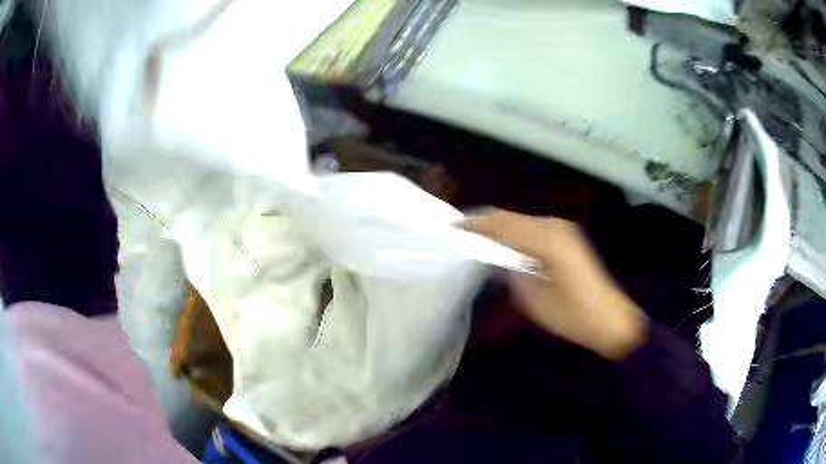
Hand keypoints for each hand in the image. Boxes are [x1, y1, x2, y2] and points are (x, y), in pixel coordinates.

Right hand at [465, 209, 646, 360]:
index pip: (503, 225)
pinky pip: (532, 228)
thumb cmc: (573, 316)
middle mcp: (555, 226)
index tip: (451, 228)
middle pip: (510, 217)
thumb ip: (512, 273)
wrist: (611, 320)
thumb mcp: (534, 299)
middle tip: (458, 232)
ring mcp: (563, 229)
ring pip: (521, 221)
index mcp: (547, 240)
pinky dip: (513, 233)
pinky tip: (502, 243)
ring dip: (498, 227)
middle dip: (484, 222)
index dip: (475, 225)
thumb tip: (497, 259)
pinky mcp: (566, 237)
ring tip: (474, 237)